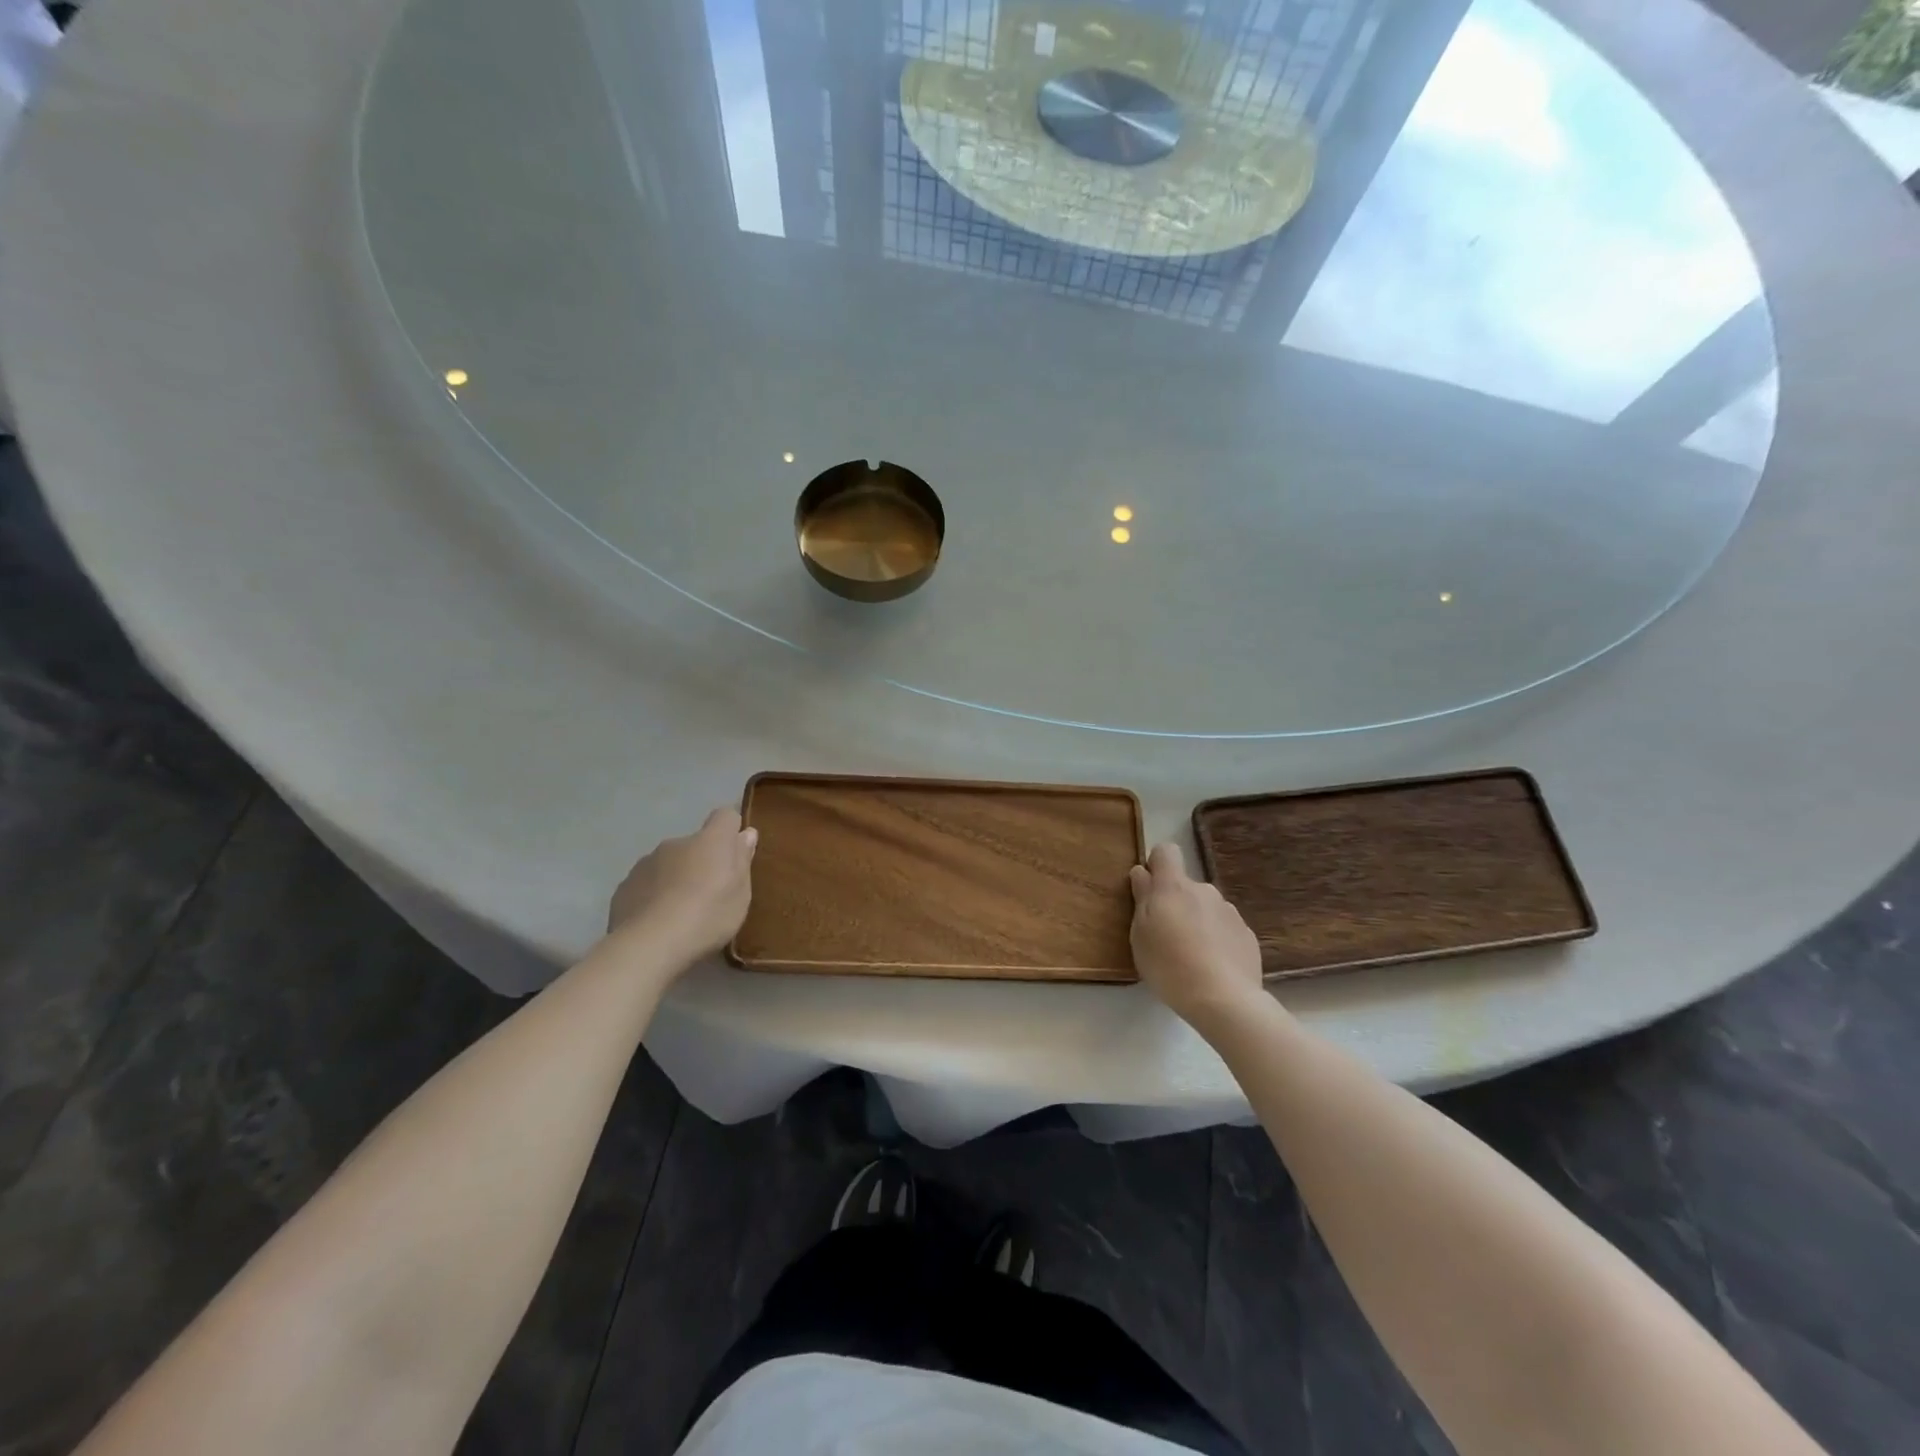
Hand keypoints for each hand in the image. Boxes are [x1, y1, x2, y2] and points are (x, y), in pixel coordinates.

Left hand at [607, 807, 757, 964]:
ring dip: (676, 878)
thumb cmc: (707, 915)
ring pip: (668, 864)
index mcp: (710, 841)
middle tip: (709, 895)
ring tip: (680, 913)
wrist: (648, 944)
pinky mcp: (624, 886)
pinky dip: (654, 896)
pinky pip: (646, 884)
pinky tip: (657, 923)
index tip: (735, 852)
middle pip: (695, 844)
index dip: (731, 830)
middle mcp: (676, 843)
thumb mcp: (740, 894)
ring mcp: (646, 863)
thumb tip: (746, 833)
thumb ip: (742, 860)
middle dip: (702, 861)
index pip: (725, 816)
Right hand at [1129, 842, 1265, 1028]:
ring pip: (1206, 908)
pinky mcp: (1248, 935)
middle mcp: (1205, 890)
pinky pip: (1225, 929)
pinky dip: (1217, 941)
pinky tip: (1212, 967)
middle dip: (1175, 903)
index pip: (1166, 851)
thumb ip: (1141, 898)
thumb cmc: (1169, 964)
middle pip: (1185, 886)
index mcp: (1174, 887)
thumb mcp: (1140, 933)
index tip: (1149, 889)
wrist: (1224, 999)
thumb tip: (1142, 873)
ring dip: (1197, 922)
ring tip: (1191, 957)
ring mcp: (1230, 912)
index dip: (1156, 864)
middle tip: (1166, 936)